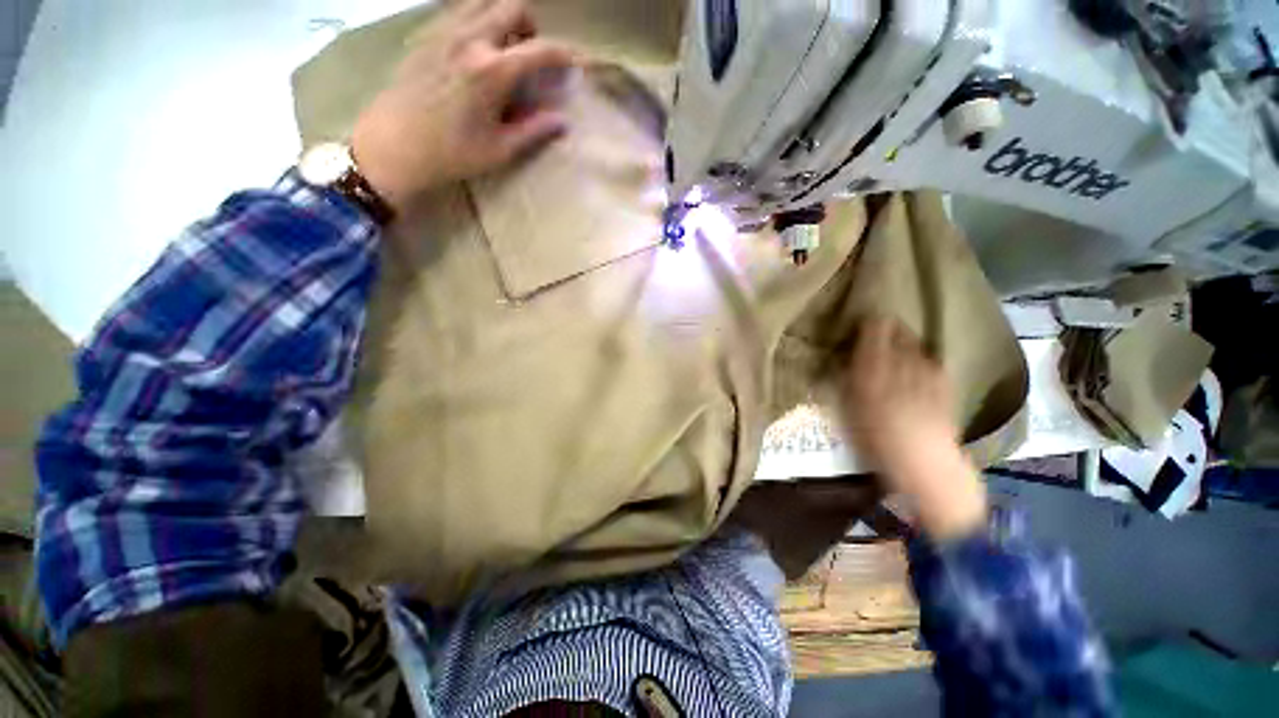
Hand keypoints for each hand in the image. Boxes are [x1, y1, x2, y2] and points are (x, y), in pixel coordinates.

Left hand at [352, 0, 578, 209]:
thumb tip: (563, 121)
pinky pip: (459, 9)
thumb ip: (534, 130)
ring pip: (483, 0)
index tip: (575, 63)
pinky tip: (476, 49)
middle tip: (531, 54)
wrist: (394, 144)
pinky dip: (477, 19)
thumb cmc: (452, 154)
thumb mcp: (500, 149)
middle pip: (512, 6)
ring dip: (503, 17)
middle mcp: (470, 39)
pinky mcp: (427, 34)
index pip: (540, 49)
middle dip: (531, 26)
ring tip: (504, 49)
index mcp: (492, 70)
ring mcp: (445, 31)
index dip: (563, 54)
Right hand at [839, 317, 986, 540]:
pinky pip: (930, 360)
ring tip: (896, 342)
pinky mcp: (944, 382)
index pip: (872, 332)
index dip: (866, 323)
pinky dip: (921, 356)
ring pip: (914, 343)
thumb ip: (847, 380)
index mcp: (872, 370)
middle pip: (895, 332)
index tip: (860, 321)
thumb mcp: (849, 411)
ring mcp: (926, 371)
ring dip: (904, 339)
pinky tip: (916, 363)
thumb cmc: (876, 441)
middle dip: (886, 327)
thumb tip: (843, 359)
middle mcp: (901, 364)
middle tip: (877, 328)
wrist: (925, 465)